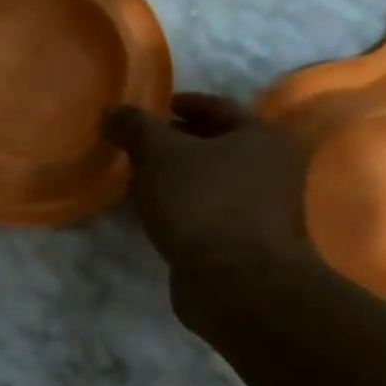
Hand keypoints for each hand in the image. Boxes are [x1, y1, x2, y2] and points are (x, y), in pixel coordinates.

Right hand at [103, 93, 316, 331]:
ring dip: (177, 179)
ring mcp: (263, 209)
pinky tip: (154, 215)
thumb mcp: (158, 153)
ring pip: (211, 182)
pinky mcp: (246, 243)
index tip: (148, 111)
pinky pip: (208, 213)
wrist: (232, 280)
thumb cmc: (200, 202)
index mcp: (260, 137)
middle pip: (215, 146)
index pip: (215, 107)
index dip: (179, 104)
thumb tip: (114, 111)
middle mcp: (271, 169)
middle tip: (136, 147)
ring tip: (138, 181)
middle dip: (175, 145)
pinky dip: (183, 208)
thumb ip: (135, 126)